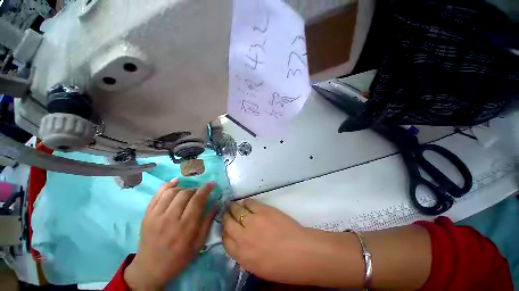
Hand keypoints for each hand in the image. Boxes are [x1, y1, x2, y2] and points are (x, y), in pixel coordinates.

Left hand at [124, 180, 218, 289]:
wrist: (150, 269)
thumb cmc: (179, 258)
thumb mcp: (198, 243)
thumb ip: (208, 221)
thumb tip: (217, 203)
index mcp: (185, 227)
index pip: (197, 200)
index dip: (206, 189)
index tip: (211, 184)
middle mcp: (170, 219)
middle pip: (185, 193)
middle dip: (196, 189)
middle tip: (200, 193)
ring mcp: (156, 216)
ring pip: (172, 192)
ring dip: (184, 188)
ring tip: (188, 192)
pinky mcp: (147, 215)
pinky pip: (157, 194)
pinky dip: (167, 185)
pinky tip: (175, 182)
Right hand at [222, 200, 320, 284]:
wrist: (301, 252)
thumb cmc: (282, 266)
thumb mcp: (257, 267)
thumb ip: (245, 254)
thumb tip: (240, 241)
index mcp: (241, 255)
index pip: (225, 240)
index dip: (225, 232)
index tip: (226, 227)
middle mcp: (243, 236)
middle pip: (228, 222)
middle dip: (226, 216)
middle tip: (227, 212)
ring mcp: (253, 221)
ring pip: (237, 210)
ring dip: (234, 207)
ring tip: (233, 205)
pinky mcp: (263, 210)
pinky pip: (250, 203)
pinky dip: (246, 202)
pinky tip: (247, 203)